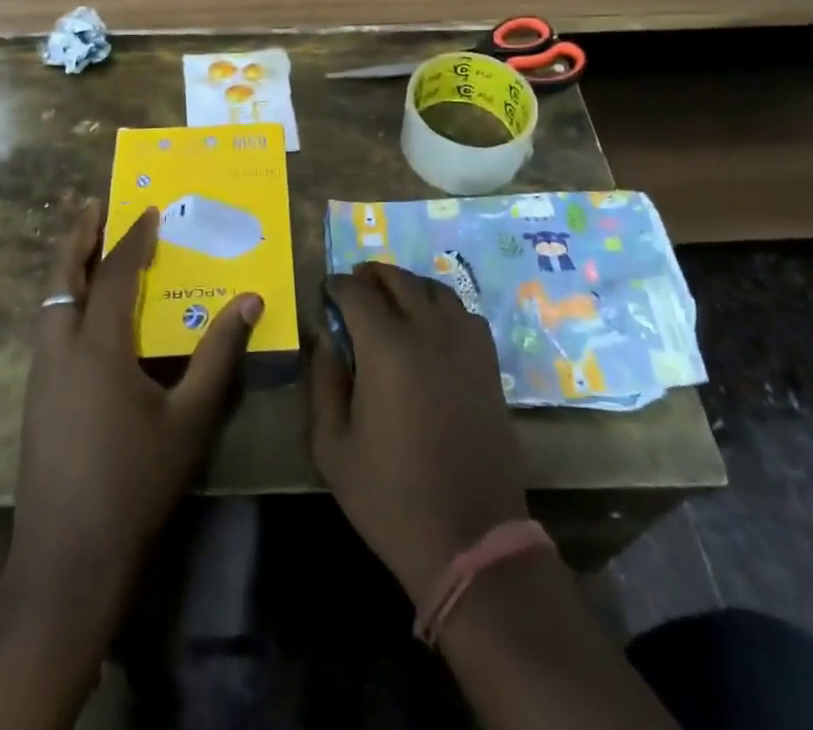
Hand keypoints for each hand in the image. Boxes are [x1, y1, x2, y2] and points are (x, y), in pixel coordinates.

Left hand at [6, 202, 262, 617]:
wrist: (69, 558)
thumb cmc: (136, 482)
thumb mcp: (191, 418)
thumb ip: (220, 355)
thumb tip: (251, 300)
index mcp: (98, 348)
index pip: (114, 275)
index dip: (133, 239)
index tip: (149, 209)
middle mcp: (61, 350)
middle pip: (62, 277)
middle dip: (78, 236)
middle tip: (95, 205)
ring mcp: (41, 375)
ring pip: (48, 302)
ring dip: (67, 267)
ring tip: (89, 246)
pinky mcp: (35, 398)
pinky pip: (47, 328)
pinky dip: (64, 300)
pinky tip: (84, 313)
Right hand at [309, 262, 528, 601]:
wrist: (469, 537)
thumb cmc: (390, 495)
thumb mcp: (333, 446)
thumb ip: (323, 382)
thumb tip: (323, 338)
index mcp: (386, 346)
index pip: (357, 292)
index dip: (338, 285)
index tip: (326, 289)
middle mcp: (428, 331)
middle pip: (399, 279)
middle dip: (372, 275)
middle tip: (354, 283)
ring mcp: (464, 344)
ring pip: (435, 289)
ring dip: (408, 284)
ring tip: (392, 297)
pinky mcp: (489, 364)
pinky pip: (465, 313)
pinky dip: (443, 306)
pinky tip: (432, 324)